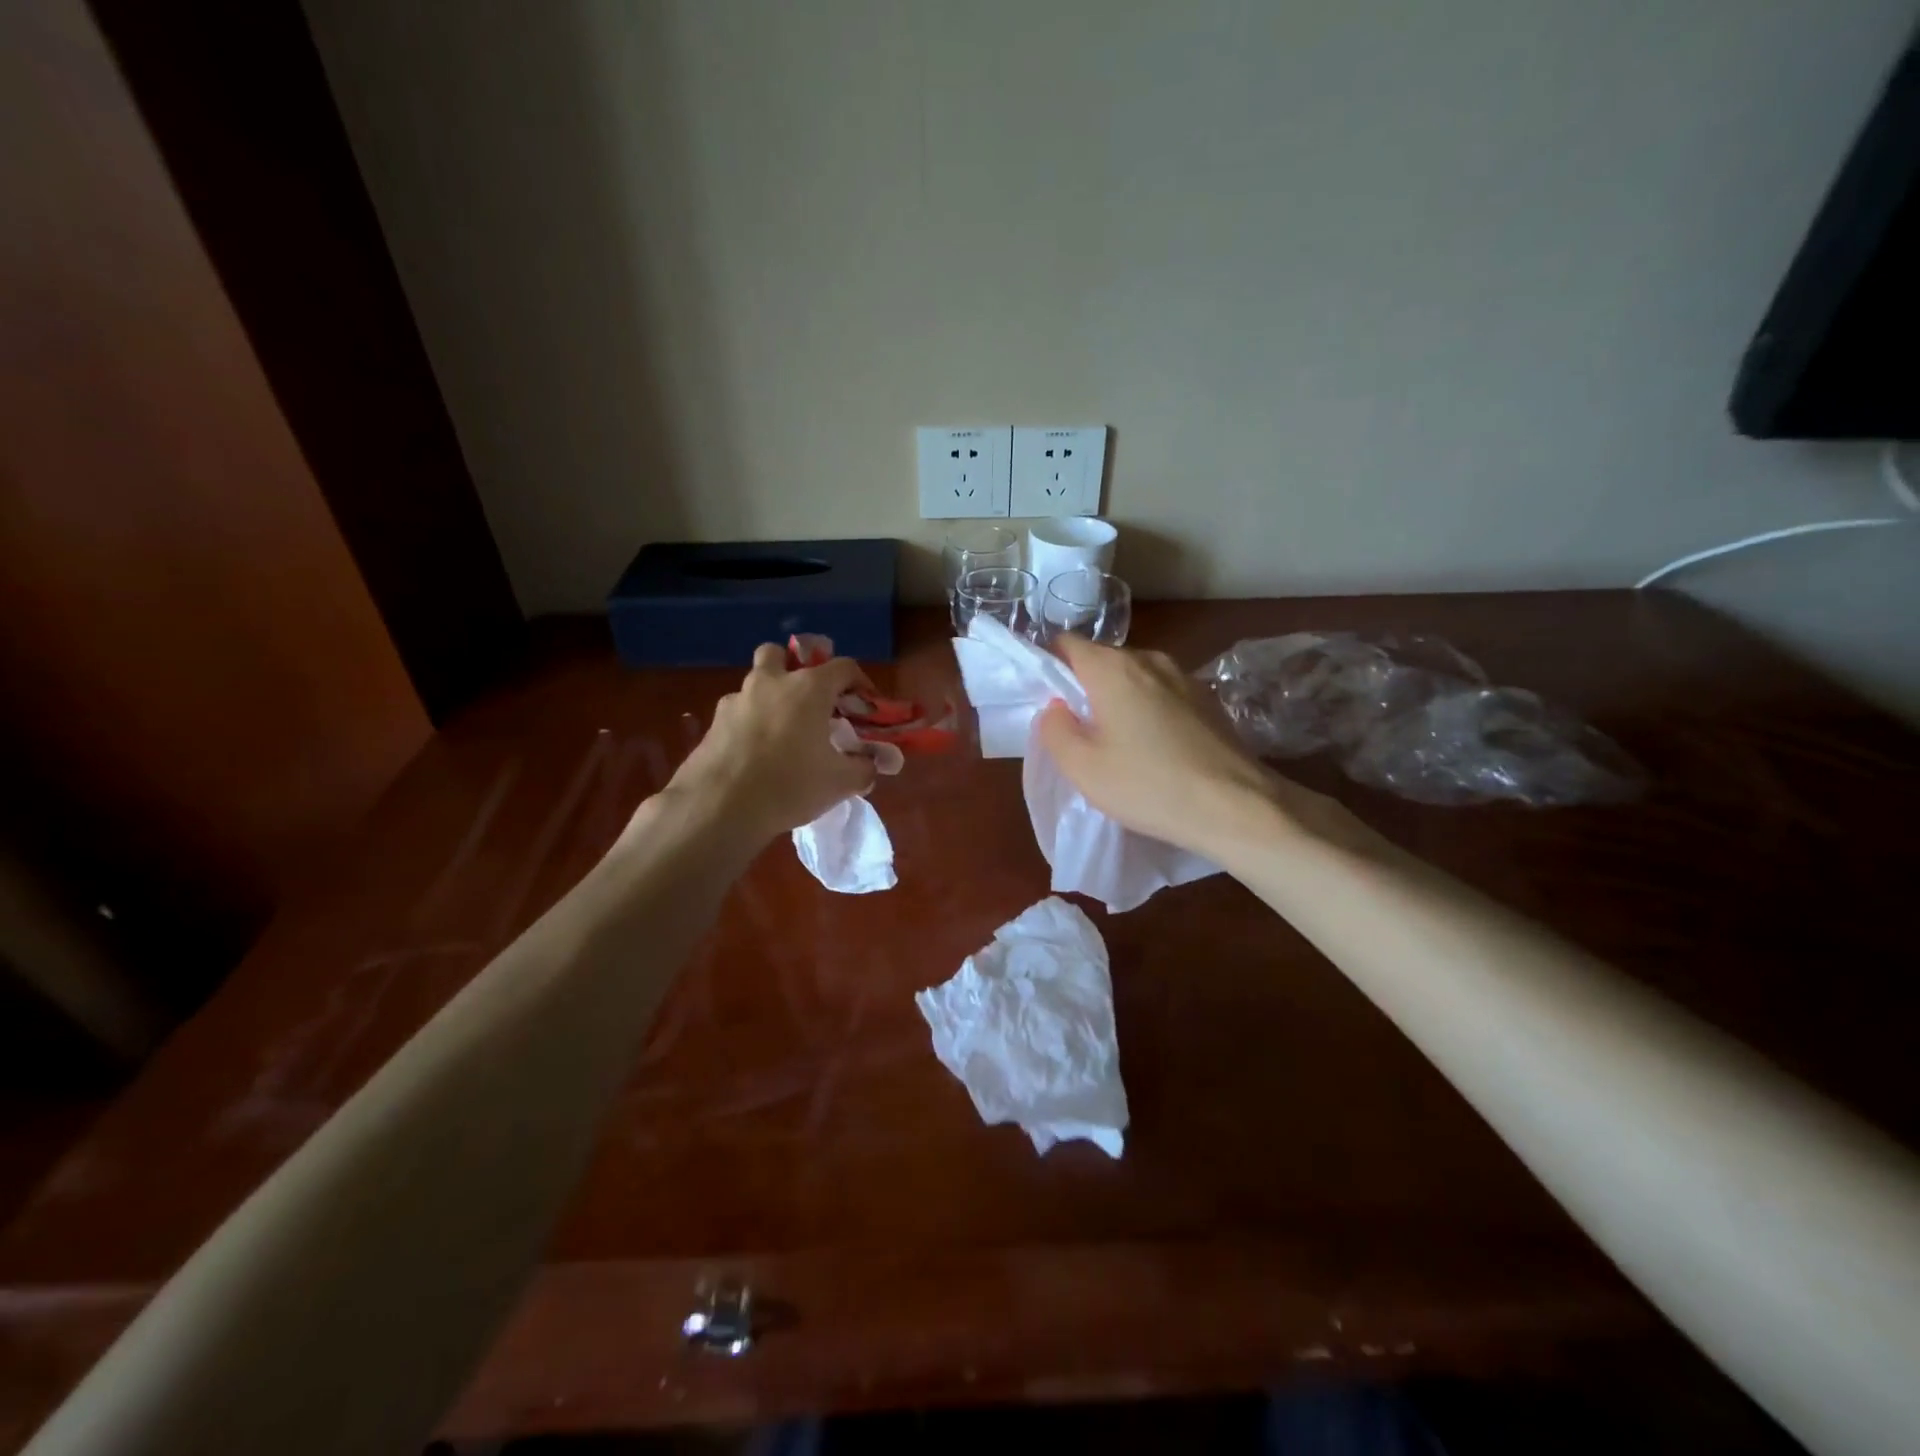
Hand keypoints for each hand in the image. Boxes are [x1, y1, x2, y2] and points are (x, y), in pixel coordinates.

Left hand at [663, 644, 878, 843]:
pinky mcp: (712, 724)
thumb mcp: (840, 783)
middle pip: (780, 655)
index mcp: (808, 688)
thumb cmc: (790, 785)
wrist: (719, 807)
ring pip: (755, 684)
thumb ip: (863, 768)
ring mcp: (736, 701)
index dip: (860, 682)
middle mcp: (770, 683)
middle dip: (795, 669)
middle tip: (809, 701)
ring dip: (770, 697)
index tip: (864, 706)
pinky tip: (756, 754)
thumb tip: (869, 764)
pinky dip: (749, 724)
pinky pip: (737, 713)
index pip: (843, 667)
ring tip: (782, 732)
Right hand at [1036, 636, 1297, 857]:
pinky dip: (1149, 713)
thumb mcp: (1082, 767)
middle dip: (1084, 690)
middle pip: (1102, 662)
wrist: (1237, 807)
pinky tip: (1155, 752)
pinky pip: (1162, 696)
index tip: (1046, 703)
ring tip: (1118, 746)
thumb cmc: (1149, 785)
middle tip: (1078, 734)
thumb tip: (1056, 708)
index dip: (1049, 668)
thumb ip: (1054, 729)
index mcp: (1113, 668)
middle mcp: (1150, 660)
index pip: (1066, 644)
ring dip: (1119, 703)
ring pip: (1134, 680)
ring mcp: (1185, 678)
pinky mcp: (1209, 700)